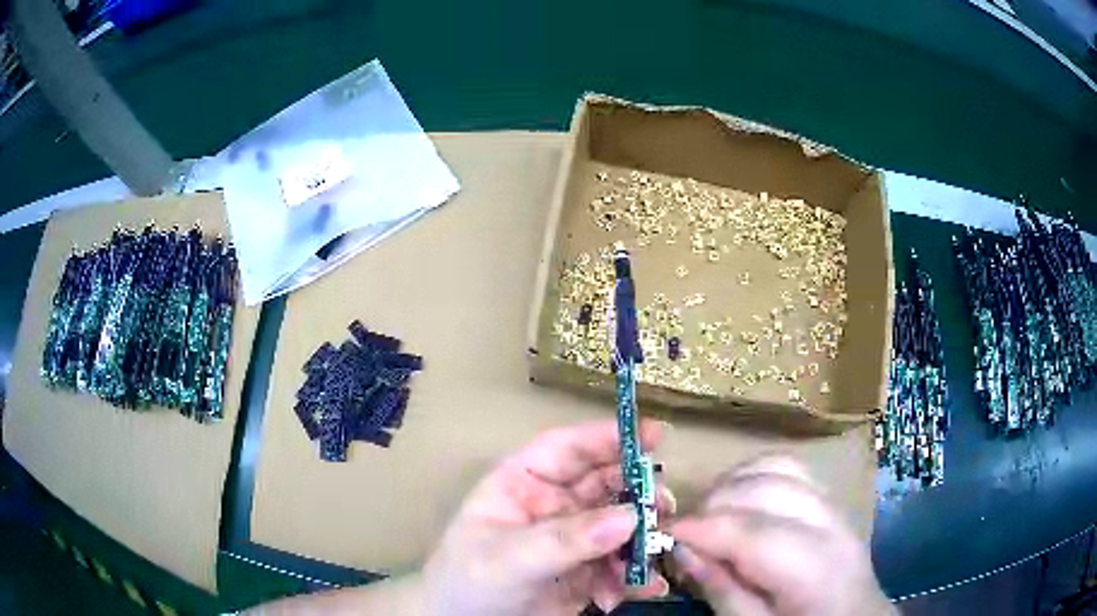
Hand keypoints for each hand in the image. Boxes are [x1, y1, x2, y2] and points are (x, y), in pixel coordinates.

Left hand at [421, 419, 670, 615]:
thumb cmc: (469, 583)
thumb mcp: (508, 558)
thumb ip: (565, 539)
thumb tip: (629, 518)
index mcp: (522, 484)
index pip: (567, 449)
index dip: (607, 437)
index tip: (653, 434)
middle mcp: (553, 505)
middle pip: (605, 484)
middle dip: (638, 490)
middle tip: (664, 504)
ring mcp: (573, 540)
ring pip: (621, 525)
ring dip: (644, 536)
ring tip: (658, 551)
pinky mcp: (587, 573)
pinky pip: (621, 565)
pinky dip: (637, 575)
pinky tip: (646, 589)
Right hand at [670, 455, 893, 615]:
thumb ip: (721, 589)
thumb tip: (683, 548)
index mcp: (815, 571)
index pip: (754, 533)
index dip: (702, 528)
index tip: (662, 533)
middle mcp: (831, 526)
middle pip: (767, 489)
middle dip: (715, 503)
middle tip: (685, 533)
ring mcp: (835, 506)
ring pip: (779, 467)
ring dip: (735, 483)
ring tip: (709, 513)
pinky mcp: (830, 499)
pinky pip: (791, 468)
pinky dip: (756, 474)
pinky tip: (739, 498)